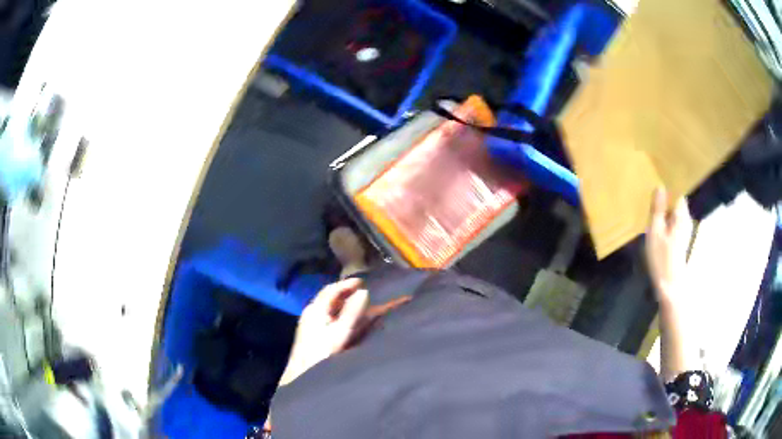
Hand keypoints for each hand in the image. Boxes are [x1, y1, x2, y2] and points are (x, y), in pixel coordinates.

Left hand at [279, 278, 374, 384]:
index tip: (363, 282)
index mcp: (316, 309)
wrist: (302, 374)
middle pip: (331, 299)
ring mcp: (312, 324)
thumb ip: (352, 312)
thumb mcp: (340, 332)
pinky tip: (351, 323)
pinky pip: (330, 320)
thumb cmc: (321, 351)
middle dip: (348, 295)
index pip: (331, 290)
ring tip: (362, 306)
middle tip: (365, 293)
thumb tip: (364, 291)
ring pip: (331, 310)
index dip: (347, 284)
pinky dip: (342, 317)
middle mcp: (312, 313)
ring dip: (346, 307)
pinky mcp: (314, 335)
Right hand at [645, 188, 692, 304]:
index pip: (678, 191)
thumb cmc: (662, 258)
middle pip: (676, 201)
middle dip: (666, 196)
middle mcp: (686, 219)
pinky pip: (673, 222)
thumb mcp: (656, 232)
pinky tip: (656, 222)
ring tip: (651, 205)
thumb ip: (658, 209)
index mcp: (682, 215)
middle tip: (651, 191)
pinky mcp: (680, 239)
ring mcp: (684, 230)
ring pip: (674, 212)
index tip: (658, 178)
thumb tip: (660, 187)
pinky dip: (665, 219)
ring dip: (665, 208)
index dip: (669, 184)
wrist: (670, 285)